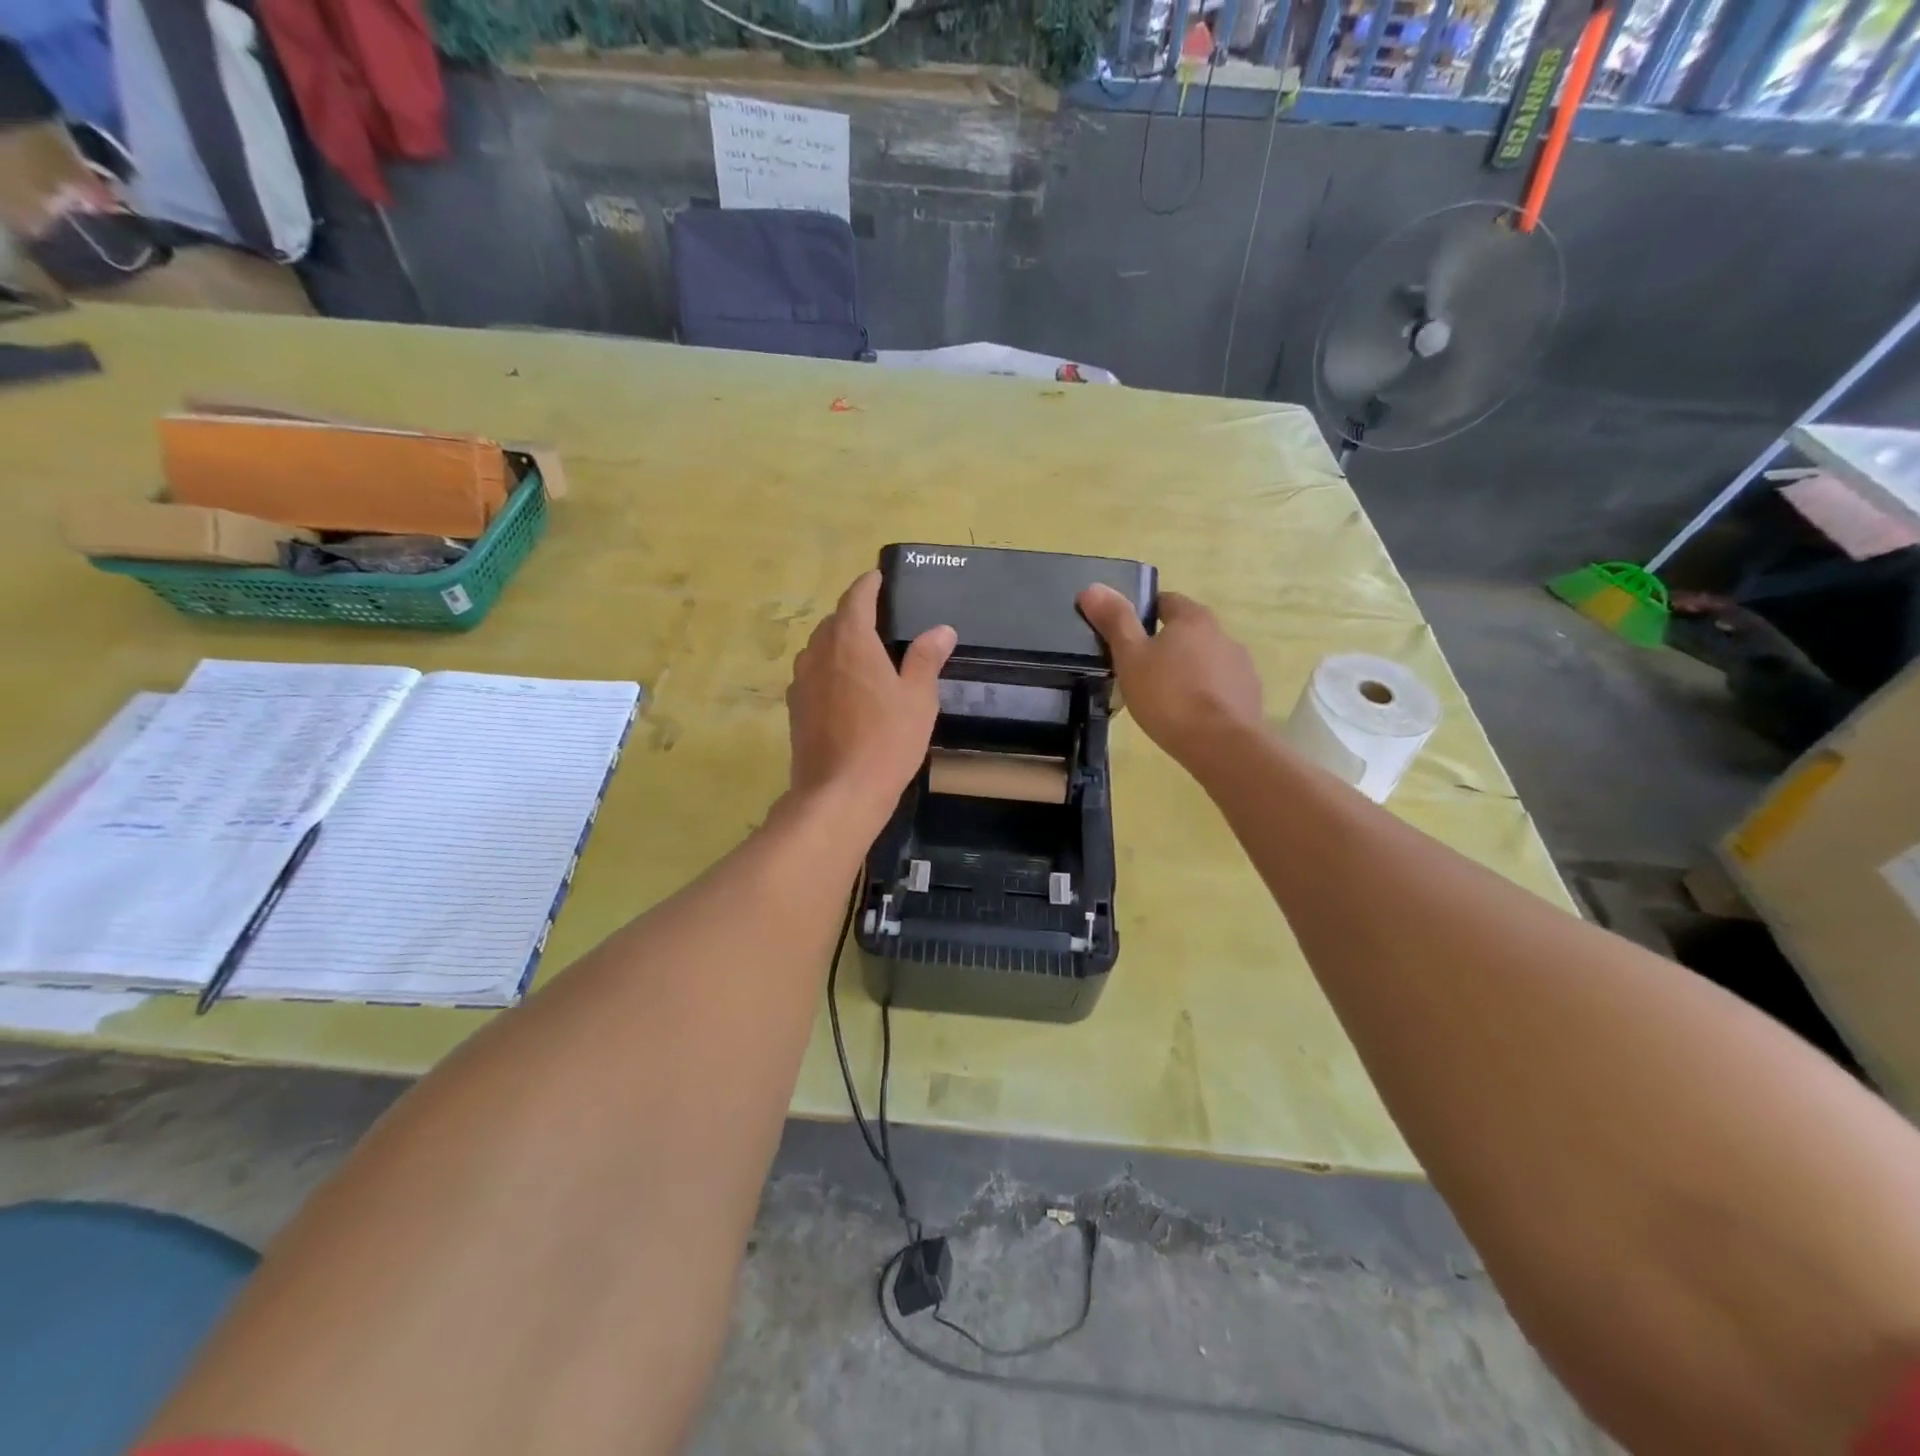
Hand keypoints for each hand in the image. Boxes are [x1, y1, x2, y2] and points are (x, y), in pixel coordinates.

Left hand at [787, 571, 955, 817]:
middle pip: (834, 622)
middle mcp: (819, 653)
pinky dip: (828, 670)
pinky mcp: (795, 708)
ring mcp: (801, 681)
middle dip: (854, 615)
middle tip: (879, 620)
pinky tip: (845, 690)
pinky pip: (812, 675)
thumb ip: (926, 658)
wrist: (839, 792)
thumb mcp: (918, 698)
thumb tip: (941, 629)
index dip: (868, 585)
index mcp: (850, 641)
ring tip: (862, 654)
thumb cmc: (886, 741)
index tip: (877, 577)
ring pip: (819, 648)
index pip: (856, 598)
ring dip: (838, 643)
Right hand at [1077, 585, 1263, 765]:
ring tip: (1164, 697)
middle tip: (1139, 669)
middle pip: (1188, 631)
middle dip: (1166, 644)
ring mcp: (1241, 666)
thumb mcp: (1130, 657)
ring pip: (1206, 660)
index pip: (1166, 601)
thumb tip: (1092, 588)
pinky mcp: (1249, 695)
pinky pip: (1221, 686)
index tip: (1127, 634)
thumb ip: (1114, 621)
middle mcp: (1222, 634)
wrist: (1221, 745)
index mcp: (1193, 619)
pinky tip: (1190, 715)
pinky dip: (1205, 693)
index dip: (1145, 612)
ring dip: (1188, 670)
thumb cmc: (1168, 696)